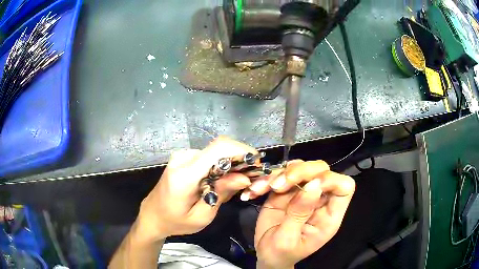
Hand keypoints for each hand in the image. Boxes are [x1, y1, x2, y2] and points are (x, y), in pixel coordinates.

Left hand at [137, 136, 255, 240]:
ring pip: (217, 151)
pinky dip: (222, 166)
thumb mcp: (201, 217)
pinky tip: (221, 182)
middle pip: (221, 148)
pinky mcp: (185, 157)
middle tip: (250, 181)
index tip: (256, 165)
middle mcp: (183, 158)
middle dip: (241, 160)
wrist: (152, 214)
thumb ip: (221, 194)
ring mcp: (183, 155)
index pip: (218, 149)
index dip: (242, 152)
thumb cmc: (175, 221)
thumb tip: (244, 177)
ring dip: (232, 164)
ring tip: (235, 185)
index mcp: (185, 174)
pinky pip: (210, 156)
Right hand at [254, 160, 354, 268]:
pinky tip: (255, 190)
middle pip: (321, 170)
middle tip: (278, 186)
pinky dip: (267, 178)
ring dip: (281, 174)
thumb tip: (313, 185)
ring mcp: (303, 193)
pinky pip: (281, 174)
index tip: (308, 186)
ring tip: (262, 189)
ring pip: (302, 167)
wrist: (267, 255)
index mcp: (329, 215)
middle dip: (300, 172)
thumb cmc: (281, 253)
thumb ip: (299, 213)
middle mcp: (319, 200)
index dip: (330, 180)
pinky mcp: (287, 191)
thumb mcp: (287, 239)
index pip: (344, 187)